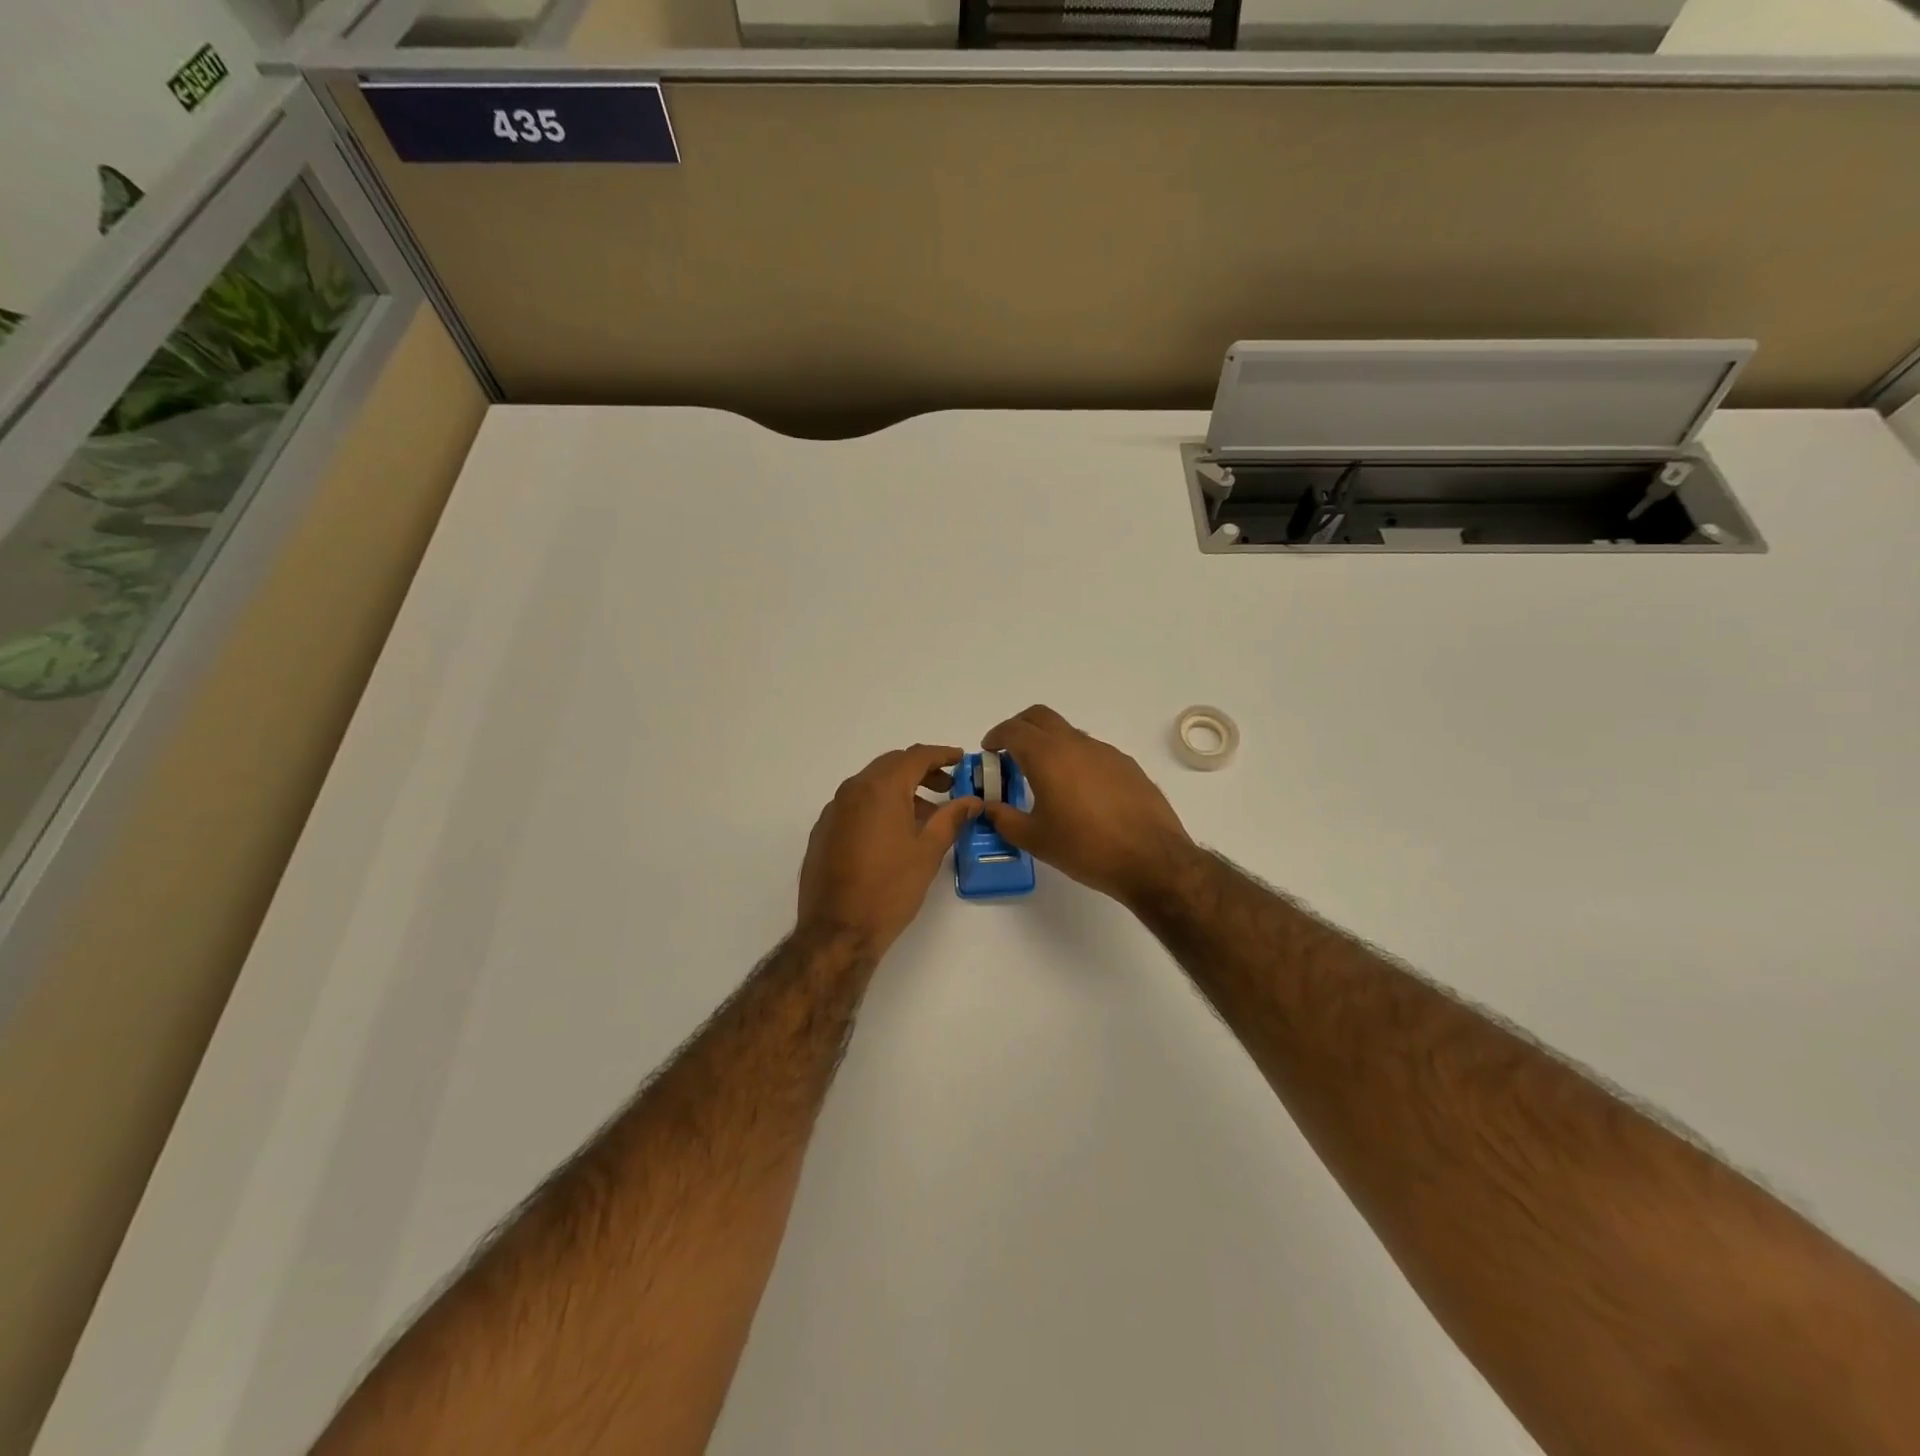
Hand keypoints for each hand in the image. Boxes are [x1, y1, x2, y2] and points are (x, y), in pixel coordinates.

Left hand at [798, 744, 982, 956]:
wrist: (837, 931)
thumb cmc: (889, 889)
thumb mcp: (928, 852)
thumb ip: (951, 818)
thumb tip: (971, 801)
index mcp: (879, 789)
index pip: (915, 756)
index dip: (942, 754)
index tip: (961, 759)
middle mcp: (852, 790)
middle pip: (891, 766)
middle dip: (921, 771)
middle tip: (948, 786)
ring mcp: (833, 811)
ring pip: (872, 785)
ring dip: (900, 790)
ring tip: (927, 814)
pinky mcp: (824, 831)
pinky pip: (856, 805)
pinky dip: (879, 806)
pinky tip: (894, 832)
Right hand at [982, 706, 1193, 907]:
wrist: (1151, 859)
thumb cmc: (1085, 848)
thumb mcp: (1035, 839)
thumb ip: (1005, 819)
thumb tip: (989, 808)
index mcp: (1048, 756)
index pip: (1014, 730)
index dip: (996, 736)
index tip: (989, 750)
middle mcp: (1076, 744)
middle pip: (1041, 717)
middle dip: (1020, 727)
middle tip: (1010, 752)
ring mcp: (1105, 752)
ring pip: (1069, 734)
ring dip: (1050, 744)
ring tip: (1044, 778)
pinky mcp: (1127, 765)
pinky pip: (1092, 752)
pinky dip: (1076, 760)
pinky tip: (1079, 793)